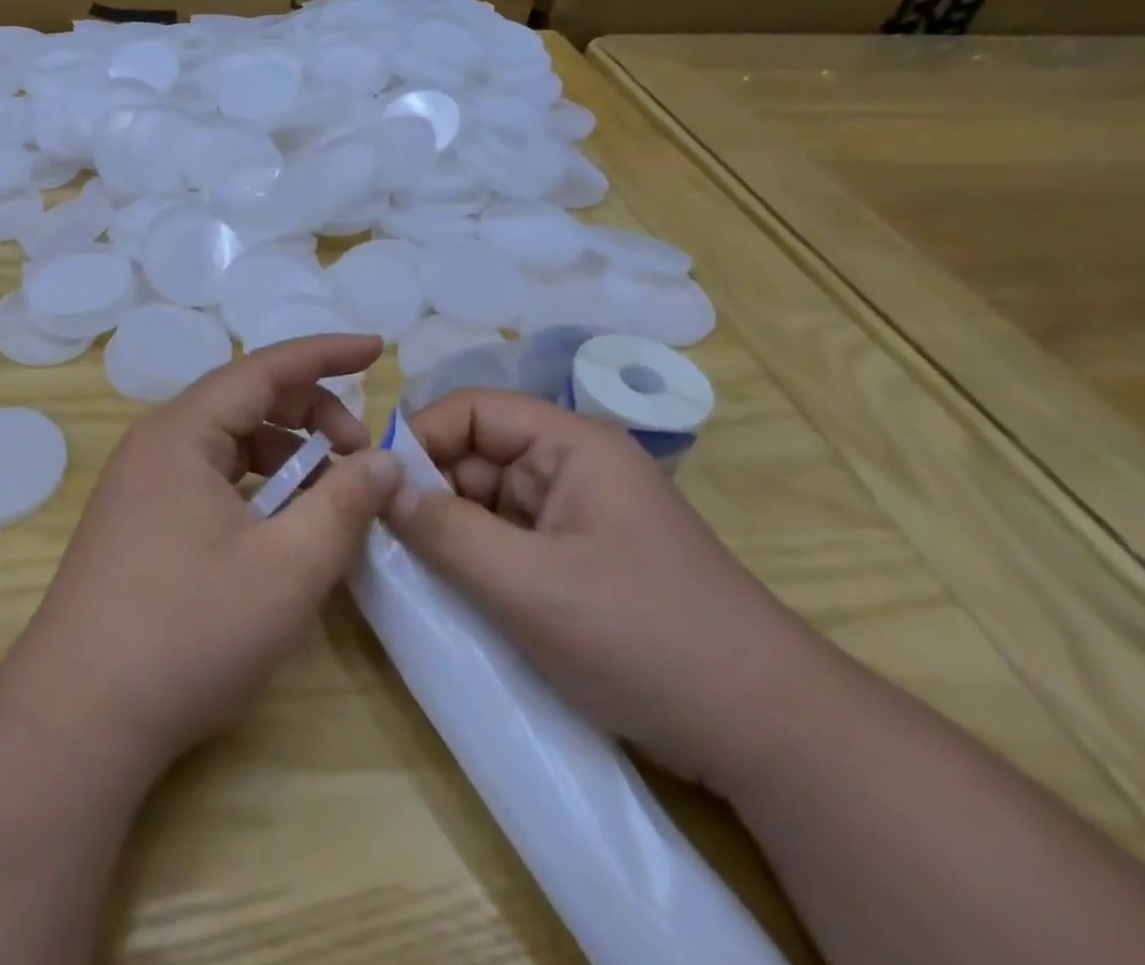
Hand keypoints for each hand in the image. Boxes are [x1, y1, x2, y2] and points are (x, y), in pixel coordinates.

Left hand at [2, 334, 402, 774]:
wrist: (78, 719)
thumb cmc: (187, 633)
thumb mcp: (286, 569)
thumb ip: (344, 506)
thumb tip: (386, 462)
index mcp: (181, 432)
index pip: (263, 368)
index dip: (325, 353)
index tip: (376, 349)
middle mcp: (156, 444)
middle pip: (245, 401)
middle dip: (311, 414)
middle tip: (362, 455)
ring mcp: (141, 484)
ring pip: (227, 443)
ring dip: (285, 455)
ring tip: (329, 496)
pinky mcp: (139, 521)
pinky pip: (209, 478)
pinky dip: (256, 486)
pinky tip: (281, 525)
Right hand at [385, 390, 827, 790]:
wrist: (769, 735)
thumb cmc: (642, 636)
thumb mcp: (527, 585)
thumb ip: (443, 530)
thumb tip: (376, 484)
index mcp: (570, 444)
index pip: (472, 410)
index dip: (419, 438)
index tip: (375, 487)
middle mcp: (571, 467)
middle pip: (475, 454)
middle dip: (428, 490)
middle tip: (383, 537)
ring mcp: (575, 516)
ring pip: (486, 501)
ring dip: (448, 530)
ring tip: (410, 570)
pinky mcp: (577, 561)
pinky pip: (506, 540)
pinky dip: (474, 559)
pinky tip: (450, 592)